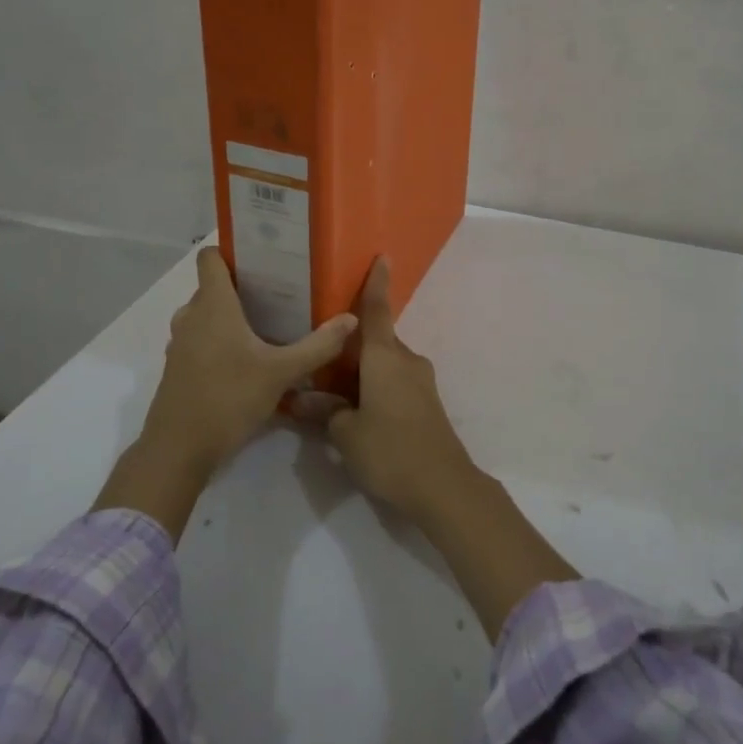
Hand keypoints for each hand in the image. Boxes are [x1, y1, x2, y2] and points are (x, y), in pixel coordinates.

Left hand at [142, 247, 357, 481]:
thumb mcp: (281, 373)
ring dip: (232, 315)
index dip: (232, 250)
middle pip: (213, 286)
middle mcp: (191, 316)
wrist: (178, 450)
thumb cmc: (228, 398)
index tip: (263, 255)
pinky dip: (221, 339)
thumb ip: (318, 346)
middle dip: (243, 285)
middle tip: (281, 290)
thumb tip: (351, 319)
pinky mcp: (179, 367)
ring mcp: (181, 343)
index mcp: (212, 304)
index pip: (210, 257)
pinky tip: (248, 358)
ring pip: (207, 314)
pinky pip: (201, 338)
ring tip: (268, 322)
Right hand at [300, 258, 477, 524]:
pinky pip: (395, 383)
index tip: (382, 257)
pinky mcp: (426, 404)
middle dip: (351, 346)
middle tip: (320, 356)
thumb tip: (299, 399)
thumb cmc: (390, 450)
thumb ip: (324, 411)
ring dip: (362, 371)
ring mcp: (420, 382)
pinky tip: (358, 410)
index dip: (377, 283)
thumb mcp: (346, 433)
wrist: (443, 486)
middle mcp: (406, 361)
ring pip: (385, 364)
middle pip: (376, 341)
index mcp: (385, 357)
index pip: (377, 310)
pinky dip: (375, 387)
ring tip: (332, 389)